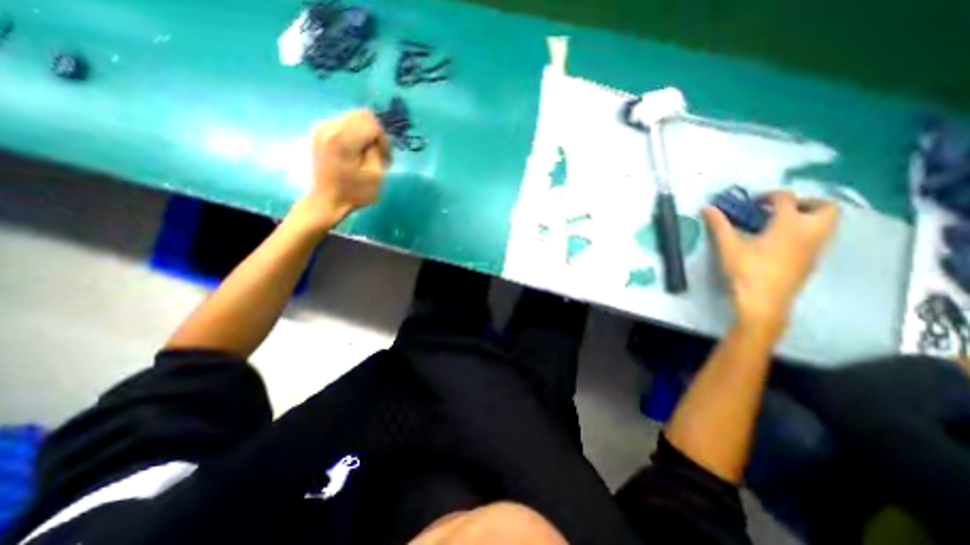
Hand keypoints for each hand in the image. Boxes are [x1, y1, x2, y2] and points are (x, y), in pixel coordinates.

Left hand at [287, 108, 389, 230]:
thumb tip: (375, 139)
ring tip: (366, 153)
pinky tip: (354, 151)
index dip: (383, 138)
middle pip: (361, 115)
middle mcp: (330, 128)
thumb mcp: (375, 175)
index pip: (372, 123)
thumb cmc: (354, 193)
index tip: (384, 156)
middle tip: (377, 152)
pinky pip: (342, 123)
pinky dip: (353, 134)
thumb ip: (377, 151)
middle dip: (374, 132)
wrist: (326, 201)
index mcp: (344, 140)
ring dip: (364, 132)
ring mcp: (322, 128)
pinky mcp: (319, 132)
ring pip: (352, 117)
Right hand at [698, 191, 842, 330]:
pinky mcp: (811, 262)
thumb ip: (719, 225)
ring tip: (777, 226)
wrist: (763, 301)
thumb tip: (707, 208)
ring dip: (807, 218)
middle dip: (805, 202)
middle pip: (824, 207)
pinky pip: (817, 239)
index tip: (753, 202)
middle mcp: (810, 233)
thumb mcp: (728, 246)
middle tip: (779, 209)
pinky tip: (778, 244)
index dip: (770, 195)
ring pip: (826, 224)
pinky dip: (803, 233)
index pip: (786, 199)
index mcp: (789, 225)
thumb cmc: (746, 270)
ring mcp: (815, 249)